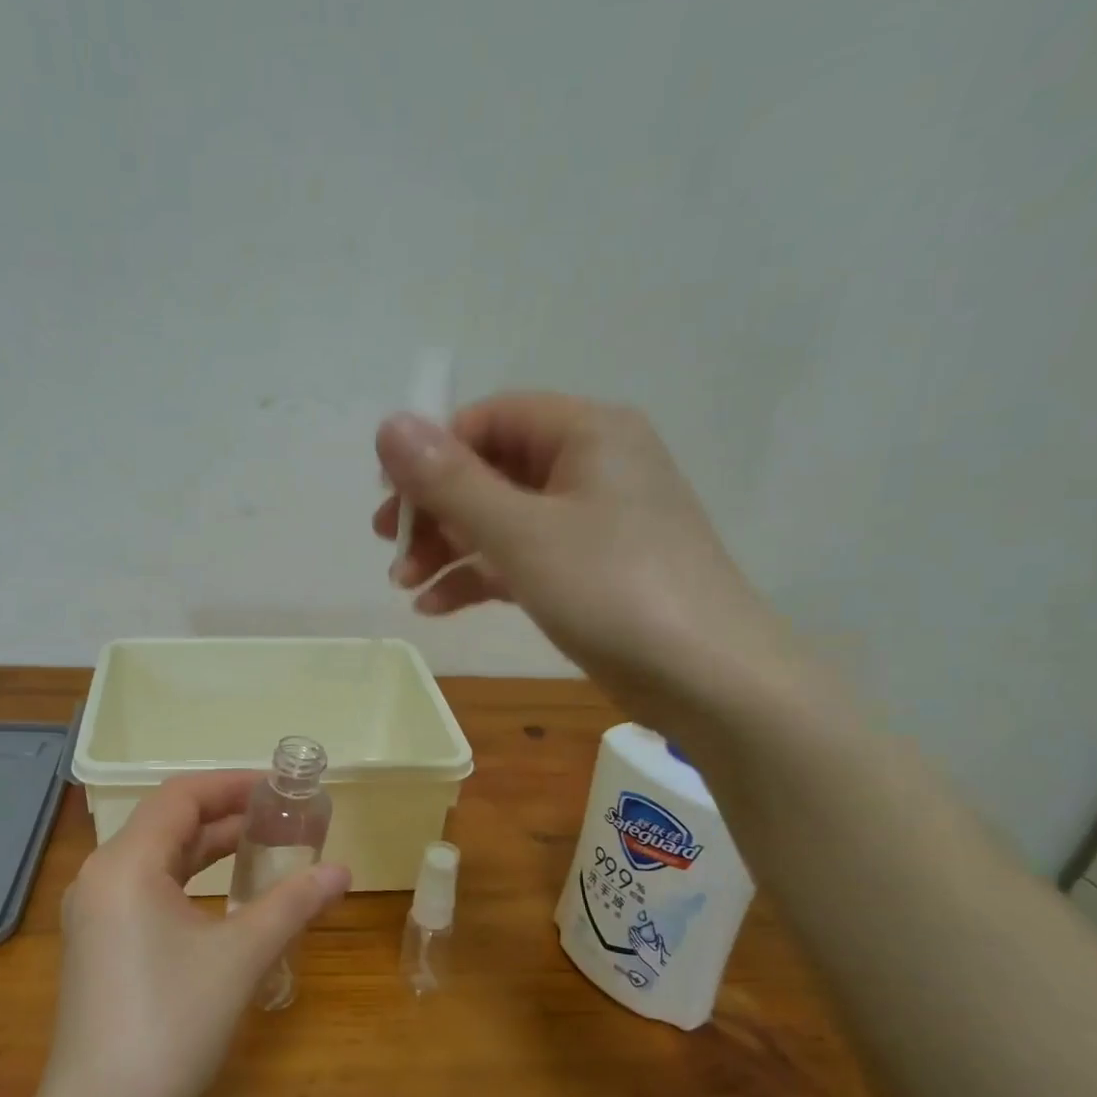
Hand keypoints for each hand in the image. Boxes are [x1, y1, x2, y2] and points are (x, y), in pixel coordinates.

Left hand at [42, 772, 349, 1096]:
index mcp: (126, 863)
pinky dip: (187, 878)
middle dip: (224, 814)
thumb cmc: (171, 1025)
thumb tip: (342, 871)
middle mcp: (101, 875)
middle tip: (281, 815)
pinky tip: (223, 894)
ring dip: (207, 847)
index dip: (232, 785)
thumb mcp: (240, 957)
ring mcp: (94, 911)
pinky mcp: (97, 941)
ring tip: (262, 845)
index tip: (279, 788)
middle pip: (167, 822)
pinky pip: (146, 887)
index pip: (181, 796)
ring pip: (156, 856)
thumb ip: (292, 904)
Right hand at [373, 393, 793, 717]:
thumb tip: (388, 425)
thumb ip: (450, 481)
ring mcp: (592, 521)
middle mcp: (591, 465)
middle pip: (492, 470)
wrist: (707, 677)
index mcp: (587, 433)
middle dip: (436, 512)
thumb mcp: (520, 533)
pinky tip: (438, 607)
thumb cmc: (612, 589)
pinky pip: (522, 557)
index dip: (433, 455)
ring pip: (502, 519)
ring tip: (406, 586)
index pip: (490, 419)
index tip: (391, 503)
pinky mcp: (589, 570)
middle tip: (392, 549)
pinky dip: (479, 577)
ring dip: (450, 549)